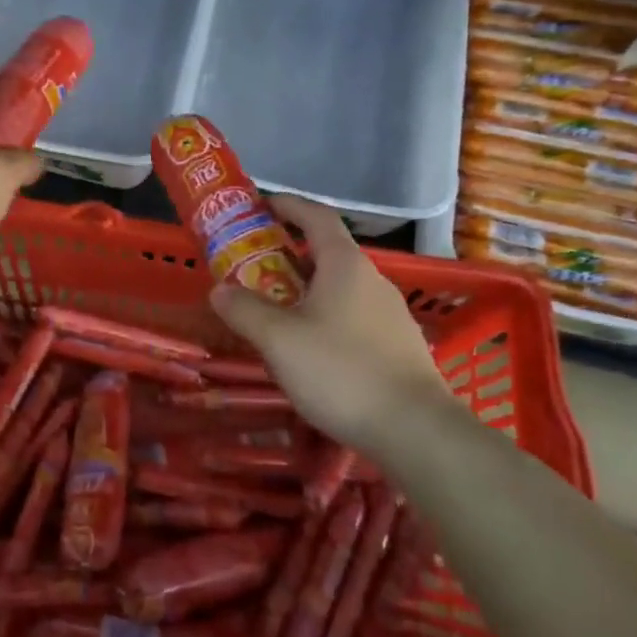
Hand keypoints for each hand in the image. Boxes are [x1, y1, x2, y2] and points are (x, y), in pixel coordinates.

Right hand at [209, 196, 453, 447]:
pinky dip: (324, 316)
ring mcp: (389, 314)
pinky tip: (308, 349)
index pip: (316, 216)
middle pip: (326, 252)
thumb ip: (244, 309)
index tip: (259, 205)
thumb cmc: (342, 372)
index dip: (287, 205)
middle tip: (251, 266)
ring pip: (339, 288)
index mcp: (345, 265)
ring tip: (273, 310)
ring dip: (304, 288)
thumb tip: (219, 289)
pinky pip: (352, 316)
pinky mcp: (398, 345)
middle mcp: (371, 280)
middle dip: (287, 253)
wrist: (416, 432)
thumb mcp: (279, 340)